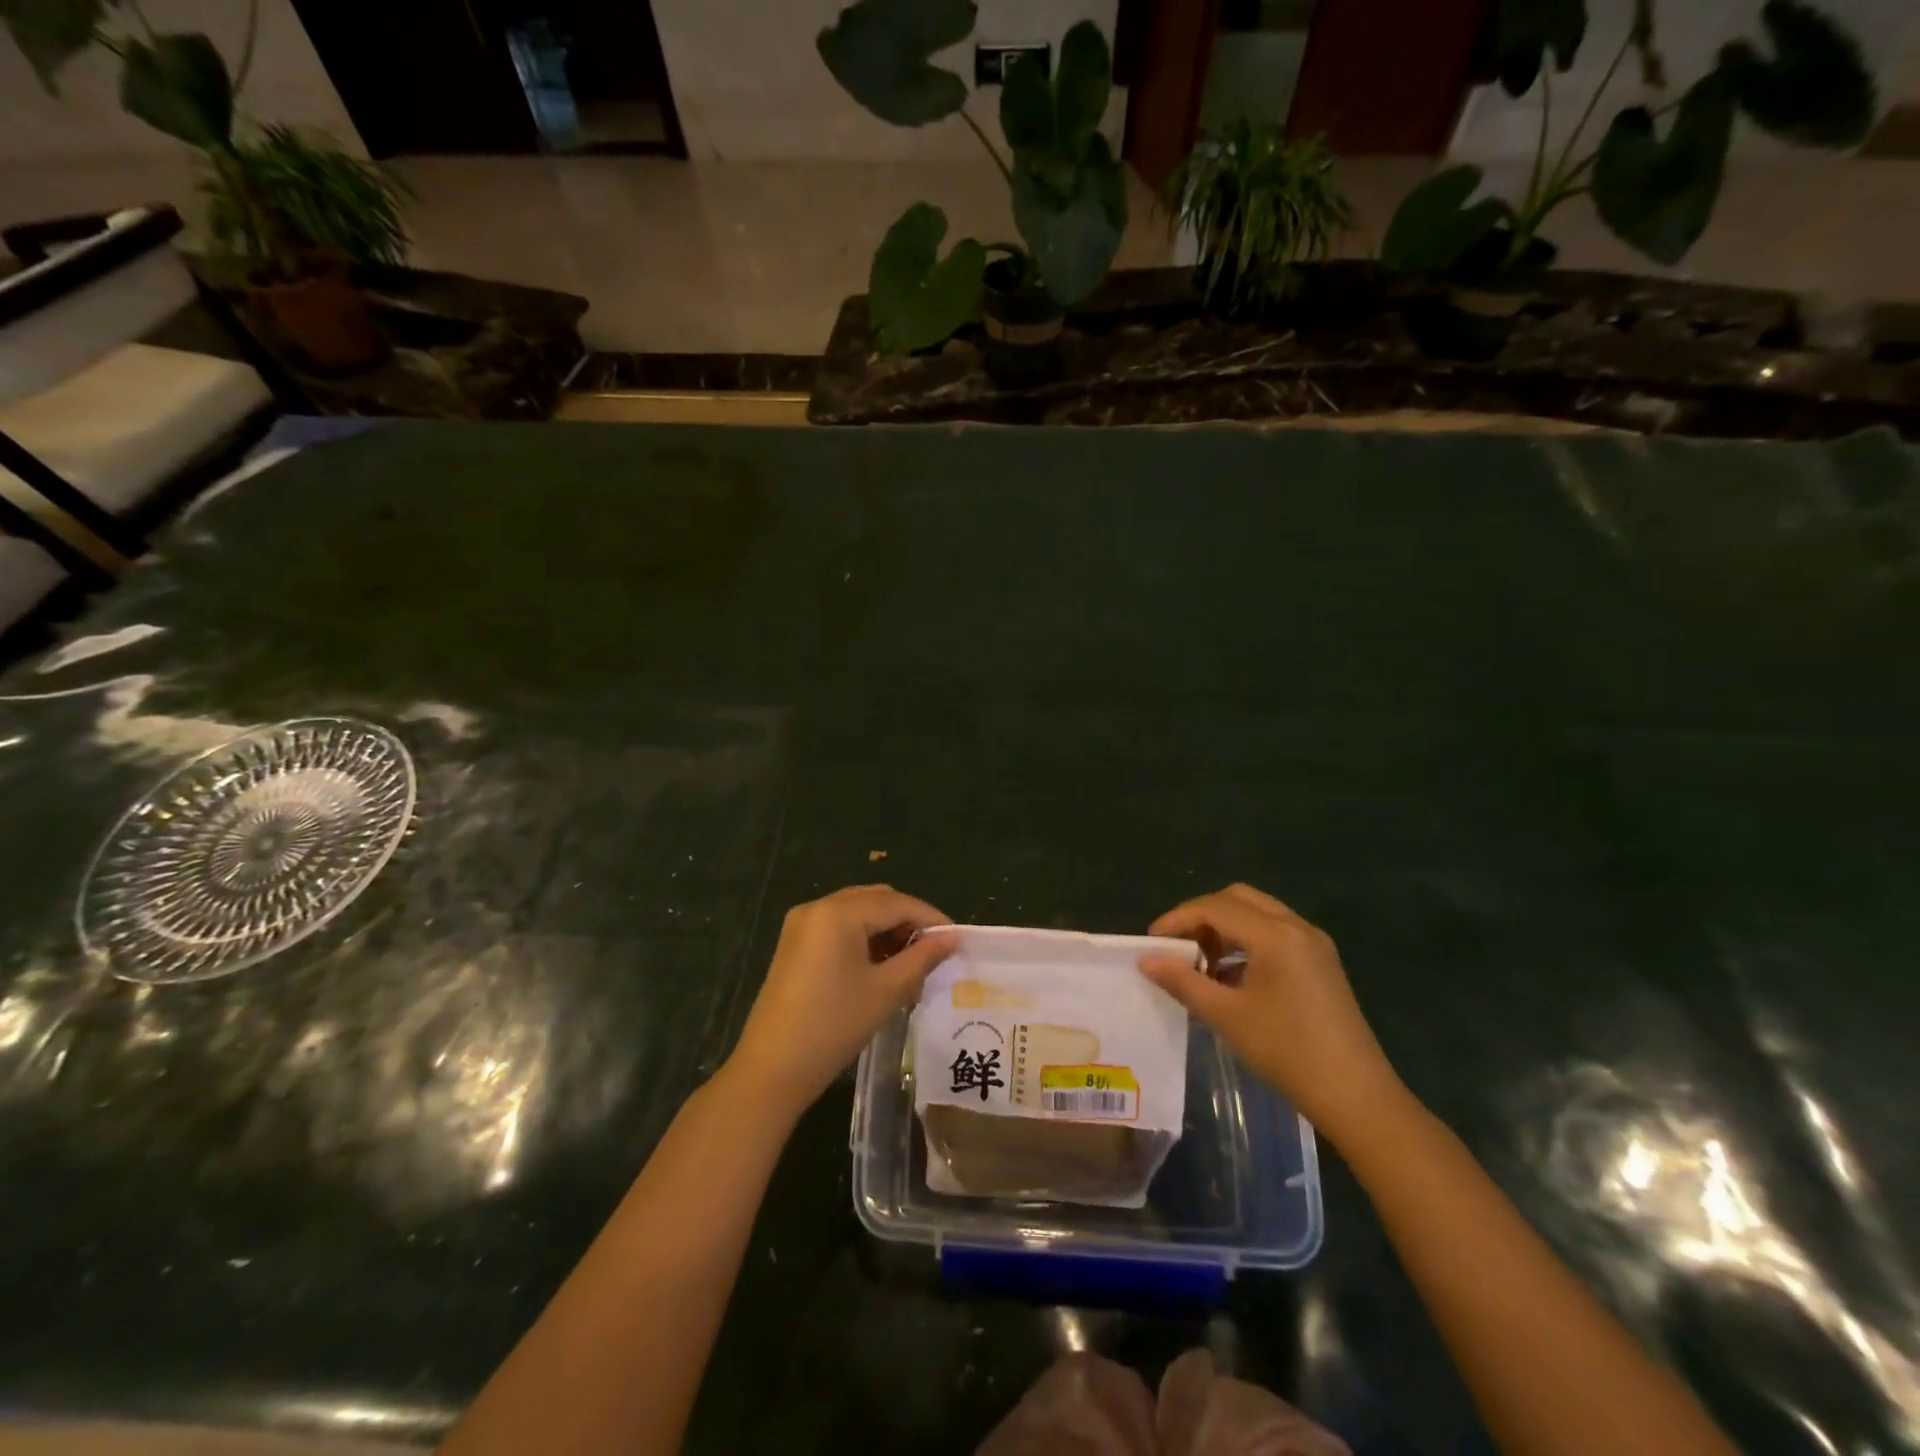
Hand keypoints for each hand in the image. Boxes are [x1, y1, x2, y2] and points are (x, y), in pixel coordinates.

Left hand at [725, 885, 956, 1116]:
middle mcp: (817, 907)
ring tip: (911, 968)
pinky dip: (864, 940)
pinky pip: (839, 928)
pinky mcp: (795, 944)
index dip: (930, 918)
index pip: (896, 903)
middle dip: (908, 923)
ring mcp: (802, 925)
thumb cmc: (833, 1026)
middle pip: (876, 901)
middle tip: (934, 954)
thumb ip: (922, 958)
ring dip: (887, 932)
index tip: (957, 939)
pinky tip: (881, 969)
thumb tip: (952, 938)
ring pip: (858, 913)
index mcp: (838, 913)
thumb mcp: (885, 991)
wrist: (771, 1070)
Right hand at [1139, 884, 1403, 1137]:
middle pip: (1237, 899)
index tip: (1151, 942)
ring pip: (1258, 914)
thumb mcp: (1227, 1016)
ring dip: (1224, 928)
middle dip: (1201, 916)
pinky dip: (1246, 941)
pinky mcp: (1321, 962)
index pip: (1215, 907)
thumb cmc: (1287, 1052)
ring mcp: (1314, 943)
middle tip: (1177, 945)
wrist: (1357, 1097)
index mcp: (1275, 935)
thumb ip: (1183, 981)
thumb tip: (1146, 960)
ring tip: (1201, 964)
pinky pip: (1275, 933)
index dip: (1178, 919)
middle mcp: (1297, 927)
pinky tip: (1232, 976)